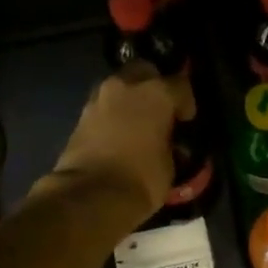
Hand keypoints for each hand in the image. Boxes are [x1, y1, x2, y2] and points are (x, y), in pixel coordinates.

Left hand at [40, 63, 191, 226]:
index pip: (180, 84)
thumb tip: (167, 143)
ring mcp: (99, 99)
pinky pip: (104, 107)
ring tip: (138, 123)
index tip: (186, 120)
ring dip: (130, 100)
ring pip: (120, 87)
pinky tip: (120, 134)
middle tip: (160, 110)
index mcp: (156, 93)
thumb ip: (170, 144)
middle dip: (154, 85)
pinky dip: (113, 115)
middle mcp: (126, 86)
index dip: (186, 102)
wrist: (91, 195)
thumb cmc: (142, 179)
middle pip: (144, 71)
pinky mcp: (81, 116)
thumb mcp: (170, 164)